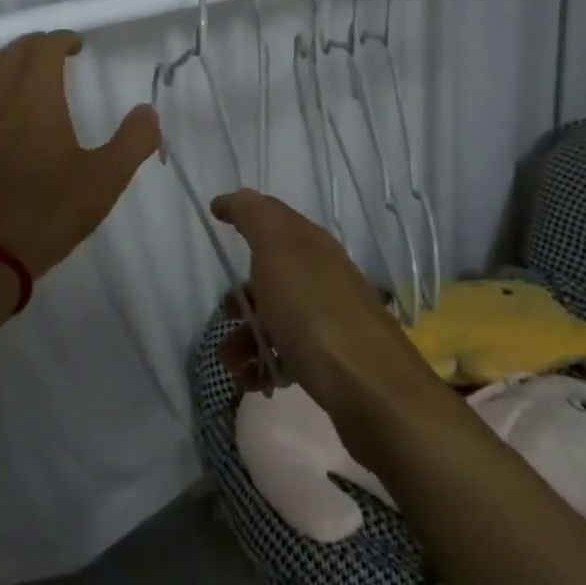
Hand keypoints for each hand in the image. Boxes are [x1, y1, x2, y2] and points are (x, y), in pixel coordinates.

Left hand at [0, 31, 159, 279]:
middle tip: (56, 56)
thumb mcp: (105, 180)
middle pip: (12, 53)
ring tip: (24, 74)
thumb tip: (148, 112)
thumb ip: (133, 141)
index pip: (43, 49)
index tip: (78, 45)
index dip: (62, 40)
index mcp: (35, 98)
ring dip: (7, 62)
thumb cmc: (48, 212)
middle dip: (36, 46)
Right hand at [209, 189, 442, 451]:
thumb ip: (254, 217)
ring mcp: (330, 319)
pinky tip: (255, 381)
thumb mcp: (278, 249)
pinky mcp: (332, 360)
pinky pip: (289, 354)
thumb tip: (232, 198)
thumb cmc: (313, 311)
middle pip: (272, 276)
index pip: (275, 220)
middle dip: (241, 297)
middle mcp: (324, 277)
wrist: (369, 387)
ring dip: (246, 339)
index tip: (216, 217)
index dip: (245, 216)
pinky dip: (265, 365)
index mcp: (312, 246)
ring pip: (277, 319)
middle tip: (225, 316)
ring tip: (233, 364)